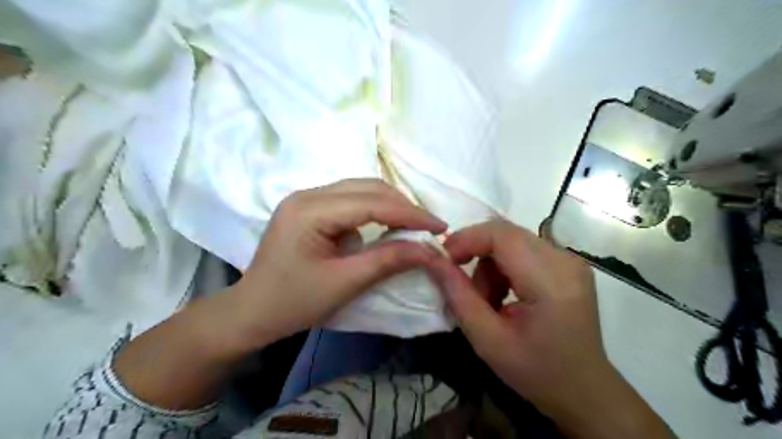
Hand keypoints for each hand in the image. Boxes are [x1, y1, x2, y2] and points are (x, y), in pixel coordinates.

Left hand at [115, 178, 445, 410]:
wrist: (252, 312)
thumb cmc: (293, 302)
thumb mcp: (344, 283)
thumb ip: (387, 261)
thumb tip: (429, 250)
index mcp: (310, 210)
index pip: (371, 203)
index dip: (410, 214)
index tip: (440, 227)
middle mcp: (307, 194)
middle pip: (367, 188)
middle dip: (403, 207)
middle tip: (430, 227)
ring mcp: (307, 199)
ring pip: (361, 190)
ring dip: (391, 206)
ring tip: (414, 225)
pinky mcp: (310, 208)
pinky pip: (351, 200)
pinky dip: (375, 210)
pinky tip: (387, 225)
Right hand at [426, 222, 675, 438]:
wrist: (584, 389)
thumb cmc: (536, 371)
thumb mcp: (487, 339)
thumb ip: (457, 295)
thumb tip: (432, 259)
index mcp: (551, 282)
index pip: (502, 235)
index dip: (467, 239)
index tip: (444, 260)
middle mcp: (565, 260)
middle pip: (507, 233)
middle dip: (475, 252)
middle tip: (460, 282)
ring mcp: (570, 259)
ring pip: (512, 240)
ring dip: (490, 264)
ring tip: (489, 300)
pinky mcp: (568, 263)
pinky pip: (524, 249)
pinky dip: (505, 267)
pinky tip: (506, 295)